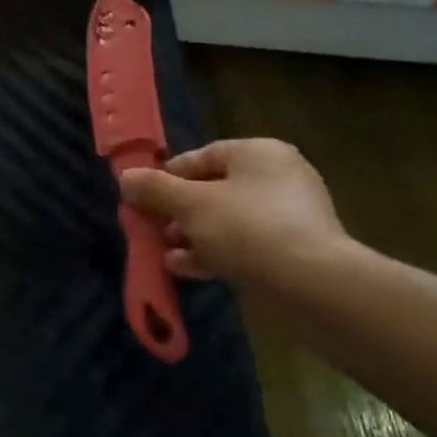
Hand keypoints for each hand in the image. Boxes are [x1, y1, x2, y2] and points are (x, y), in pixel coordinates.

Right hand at [118, 138, 349, 287]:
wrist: (311, 284)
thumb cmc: (246, 228)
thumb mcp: (190, 204)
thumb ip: (155, 189)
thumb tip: (125, 177)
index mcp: (258, 153)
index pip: (201, 156)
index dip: (167, 177)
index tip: (142, 198)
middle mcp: (278, 177)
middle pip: (213, 189)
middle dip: (178, 212)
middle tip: (154, 230)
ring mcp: (290, 215)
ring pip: (227, 220)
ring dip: (193, 235)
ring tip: (165, 253)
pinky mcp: (294, 250)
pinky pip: (245, 244)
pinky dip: (215, 252)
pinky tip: (187, 269)